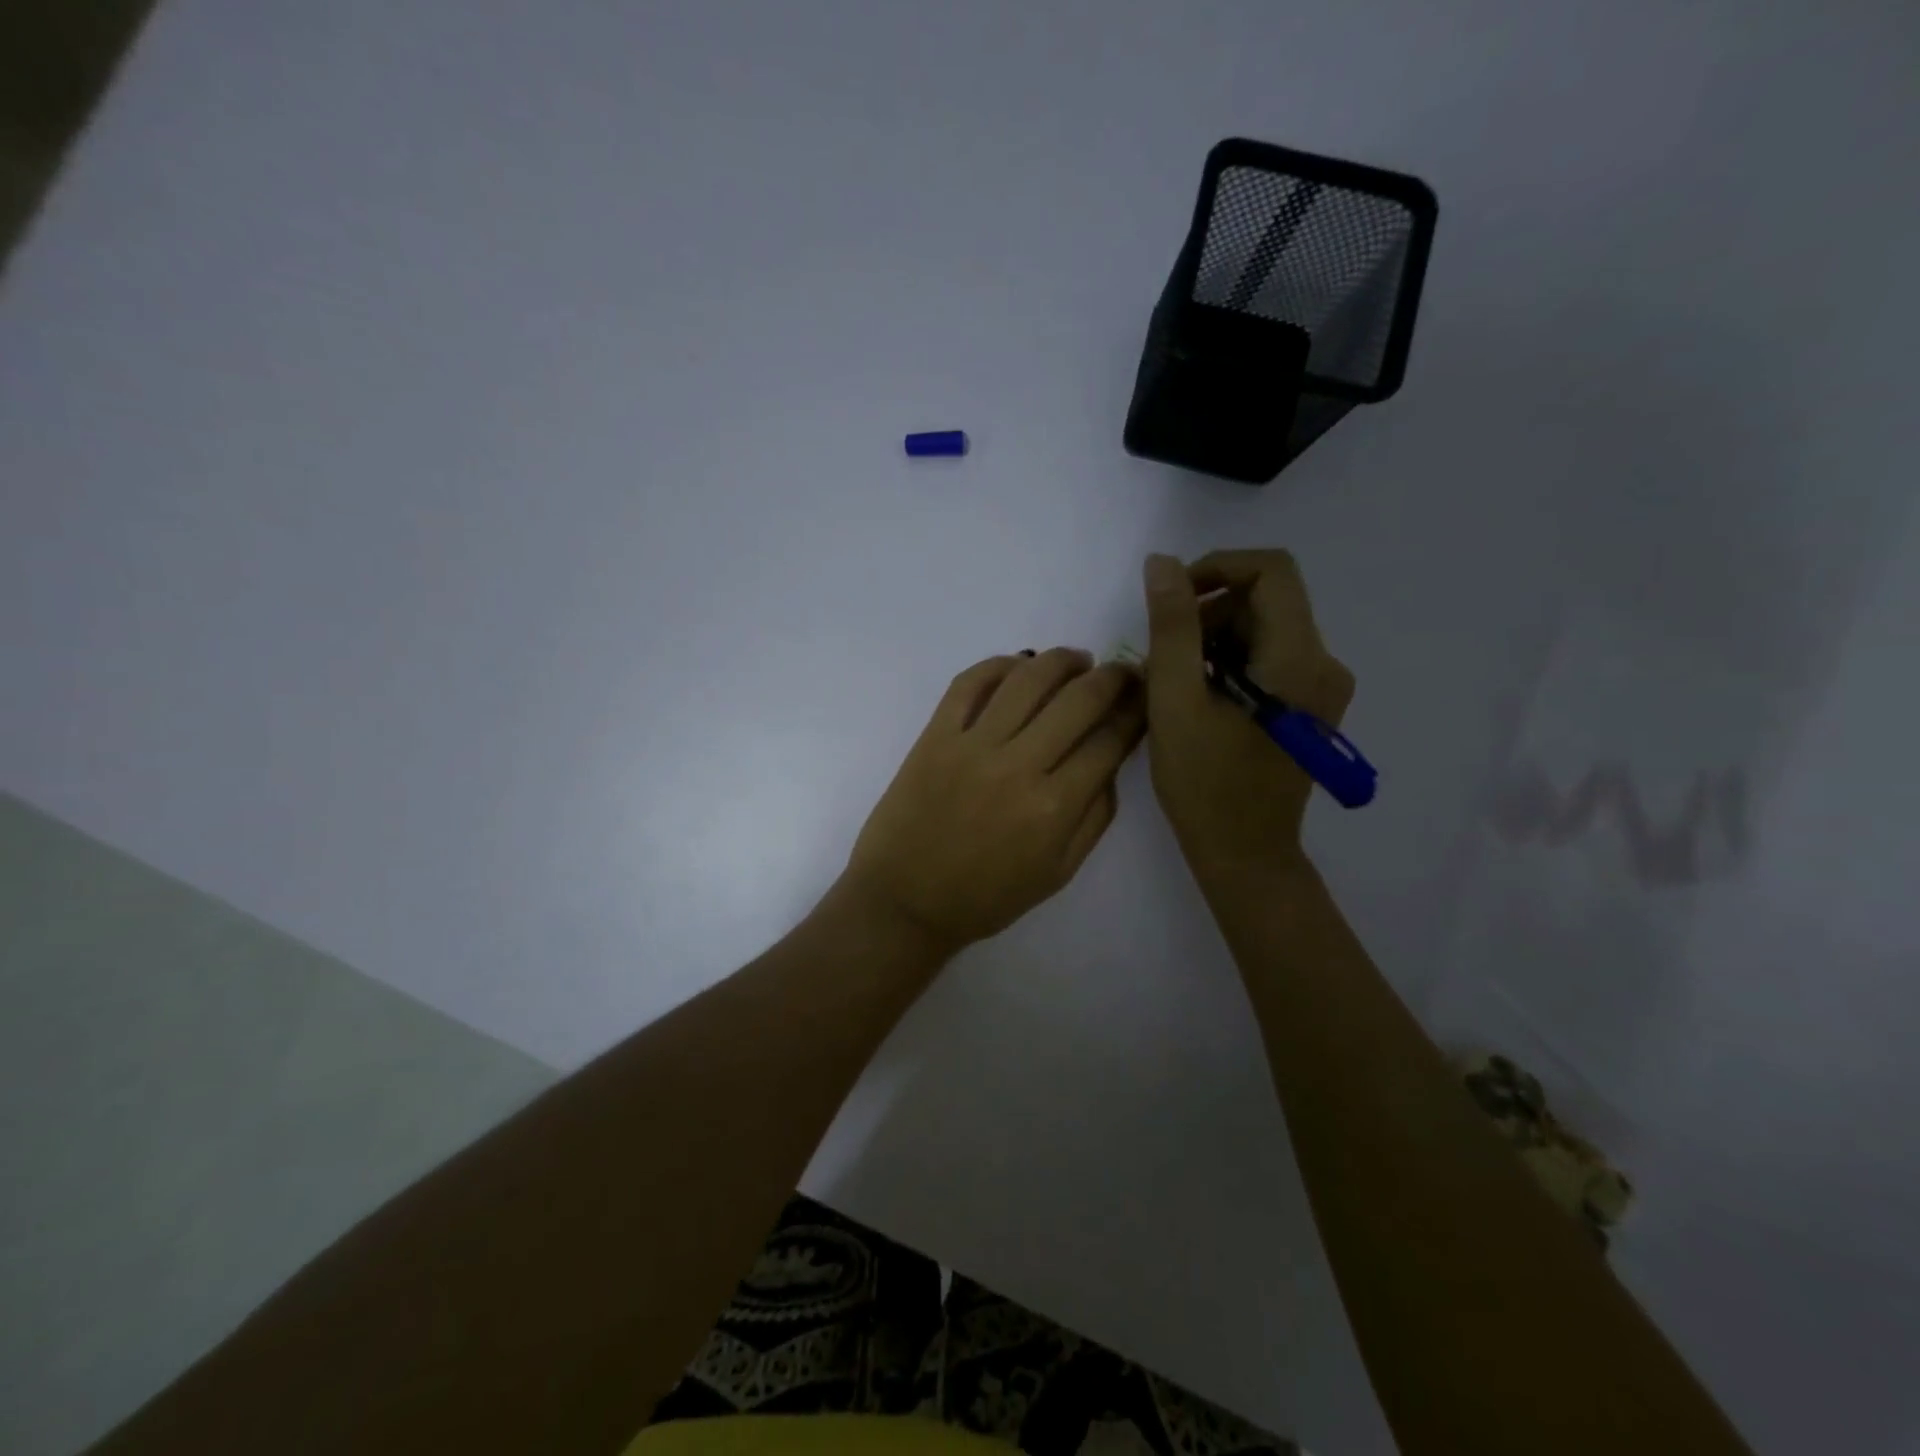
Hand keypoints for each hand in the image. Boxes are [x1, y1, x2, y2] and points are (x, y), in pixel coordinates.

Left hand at [841, 648, 1144, 955]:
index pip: (1110, 741)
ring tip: (1077, 661)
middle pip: (1079, 700)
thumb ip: (1094, 818)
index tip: (1146, 697)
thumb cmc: (985, 897)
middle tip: (1122, 672)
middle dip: (1112, 678)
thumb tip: (1111, 764)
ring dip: (1062, 660)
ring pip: (1028, 678)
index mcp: (1054, 808)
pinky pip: (969, 683)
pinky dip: (999, 664)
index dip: (1136, 712)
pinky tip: (1018, 666)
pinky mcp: (935, 736)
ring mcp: (972, 745)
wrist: (905, 901)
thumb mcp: (1058, 873)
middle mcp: (1018, 766)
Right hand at [1140, 550, 1353, 869]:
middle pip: (1265, 601)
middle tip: (1164, 658)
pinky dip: (1228, 664)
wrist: (1244, 854)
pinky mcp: (1309, 706)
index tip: (1171, 599)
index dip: (1216, 568)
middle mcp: (1323, 664)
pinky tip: (1198, 700)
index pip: (1271, 571)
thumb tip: (1163, 563)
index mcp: (1299, 659)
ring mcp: (1320, 688)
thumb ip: (1171, 627)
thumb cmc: (1205, 784)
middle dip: (1207, 614)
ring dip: (1212, 641)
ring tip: (1176, 685)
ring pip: (1262, 630)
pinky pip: (1267, 659)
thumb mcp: (1175, 700)